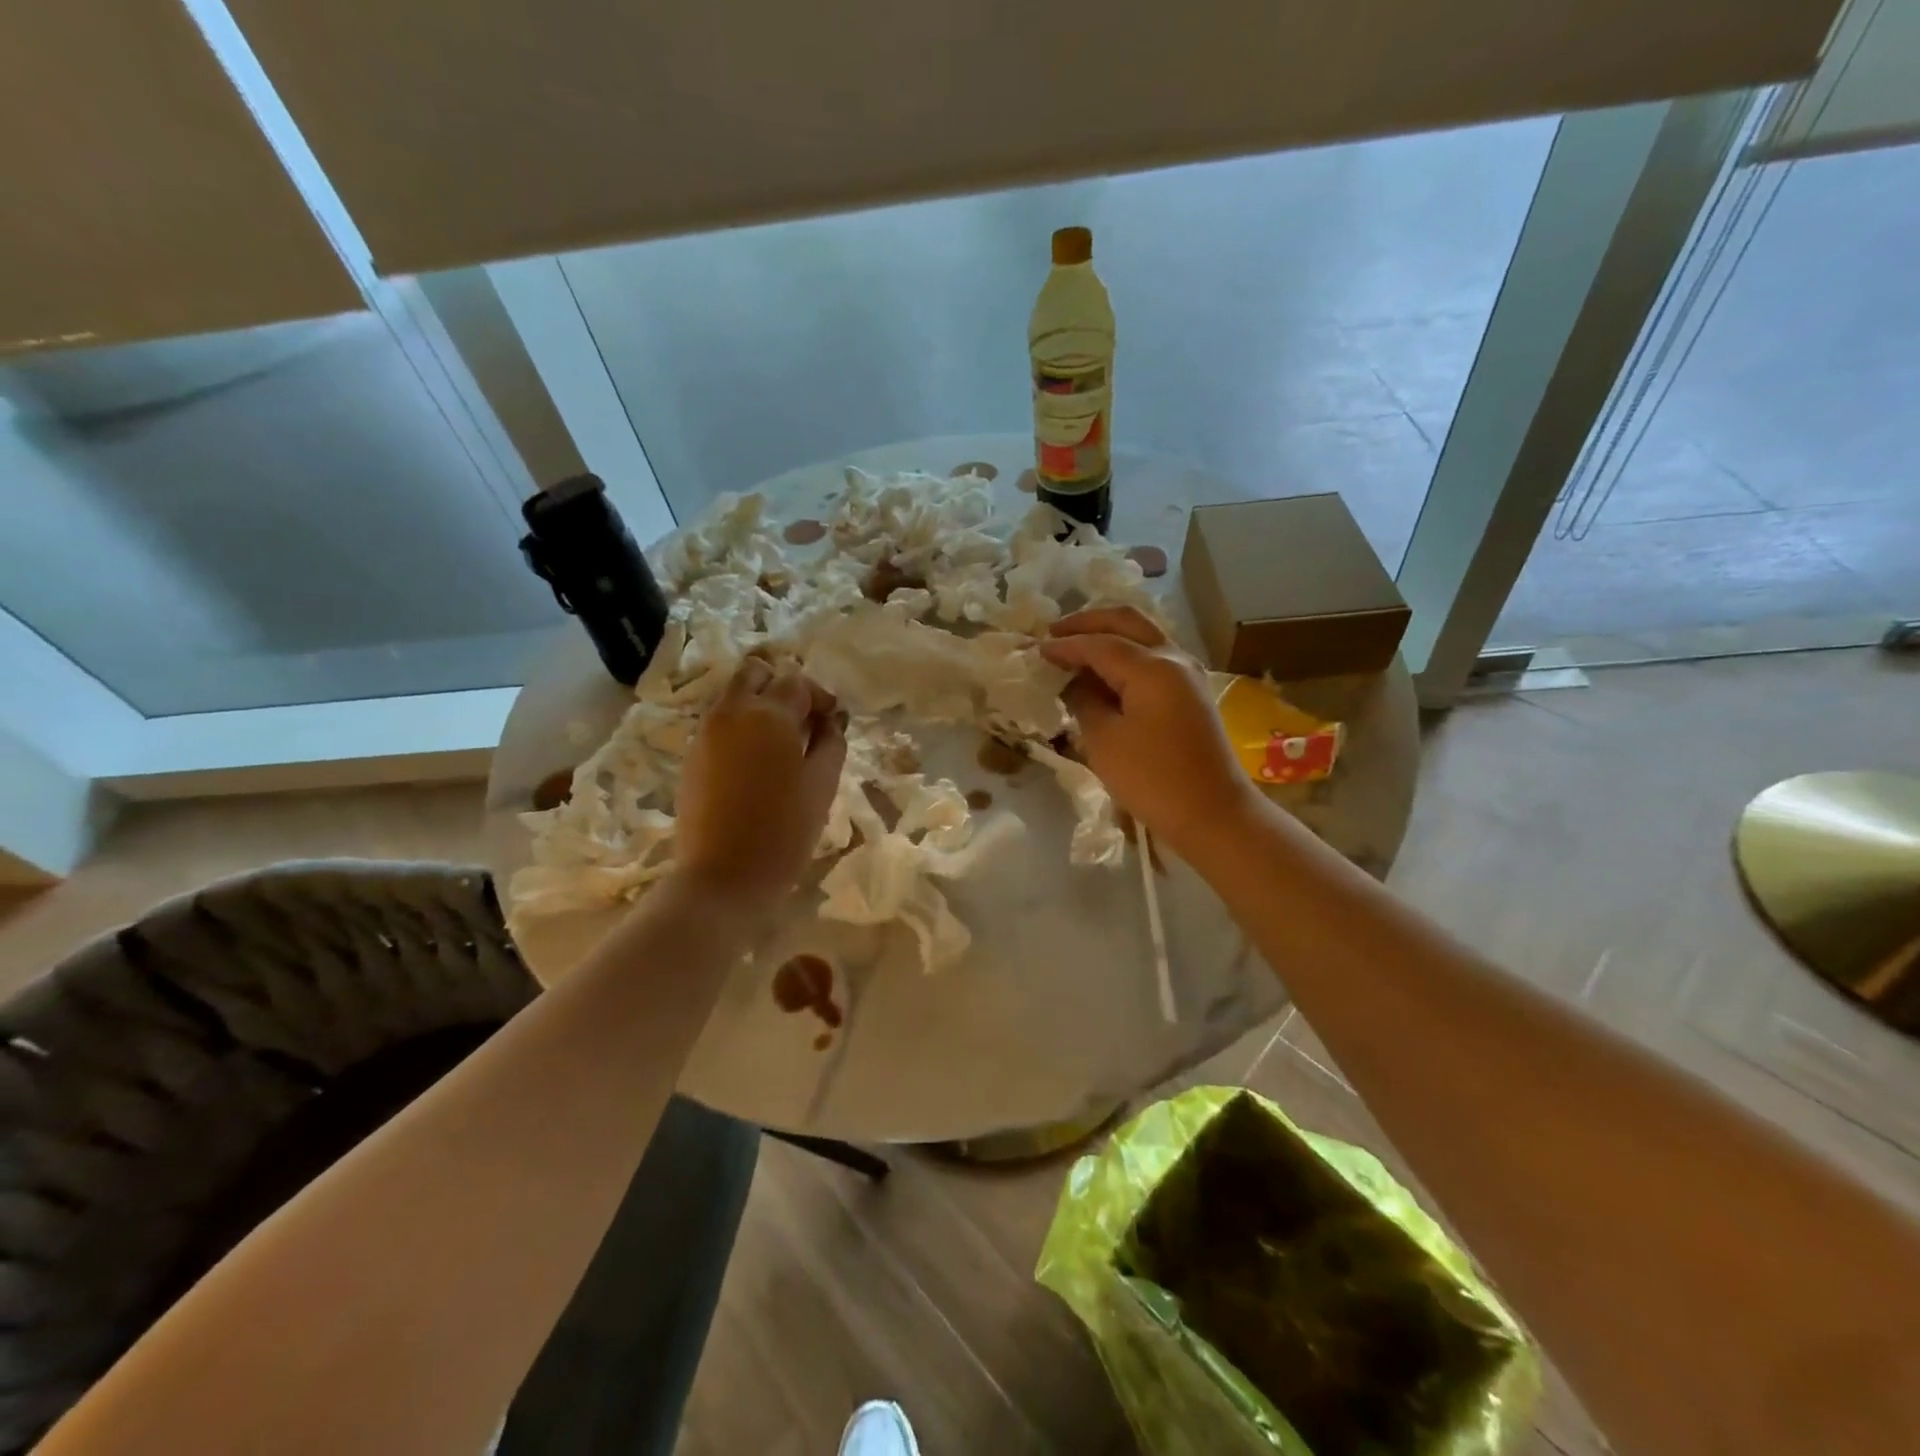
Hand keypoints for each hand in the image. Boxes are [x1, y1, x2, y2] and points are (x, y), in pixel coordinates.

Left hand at [674, 659, 847, 906]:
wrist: (722, 878)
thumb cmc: (783, 831)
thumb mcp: (822, 785)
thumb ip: (831, 742)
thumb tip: (830, 720)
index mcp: (768, 714)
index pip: (796, 680)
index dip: (820, 696)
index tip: (833, 722)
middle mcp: (731, 711)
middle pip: (755, 672)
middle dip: (782, 686)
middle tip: (803, 721)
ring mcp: (706, 732)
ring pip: (733, 695)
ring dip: (759, 704)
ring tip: (781, 743)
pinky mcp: (692, 756)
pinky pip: (719, 722)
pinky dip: (741, 726)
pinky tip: (757, 762)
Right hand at [1040, 607, 1259, 863]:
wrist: (1213, 814)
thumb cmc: (1153, 780)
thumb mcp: (1104, 742)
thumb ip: (1084, 702)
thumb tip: (1073, 681)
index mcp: (1152, 667)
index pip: (1099, 644)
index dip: (1065, 646)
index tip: (1036, 649)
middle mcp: (1174, 659)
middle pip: (1128, 622)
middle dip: (1089, 622)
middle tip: (1056, 631)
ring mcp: (1188, 674)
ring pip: (1144, 636)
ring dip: (1110, 635)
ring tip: (1076, 647)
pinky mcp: (1191, 694)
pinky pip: (1154, 658)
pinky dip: (1126, 655)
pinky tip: (1104, 671)